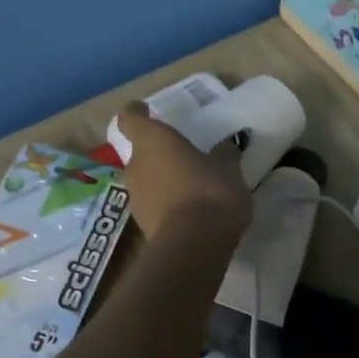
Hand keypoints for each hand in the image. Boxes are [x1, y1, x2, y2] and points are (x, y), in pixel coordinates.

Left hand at [114, 103, 251, 244]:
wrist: (194, 246)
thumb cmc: (210, 191)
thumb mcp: (228, 168)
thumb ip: (223, 155)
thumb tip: (224, 148)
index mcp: (152, 141)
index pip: (130, 118)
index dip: (137, 113)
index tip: (147, 111)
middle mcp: (135, 165)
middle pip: (139, 153)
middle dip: (156, 154)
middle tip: (181, 156)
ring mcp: (135, 198)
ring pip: (145, 180)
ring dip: (161, 181)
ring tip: (188, 186)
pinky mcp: (142, 225)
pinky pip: (154, 205)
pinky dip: (166, 204)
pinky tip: (189, 211)